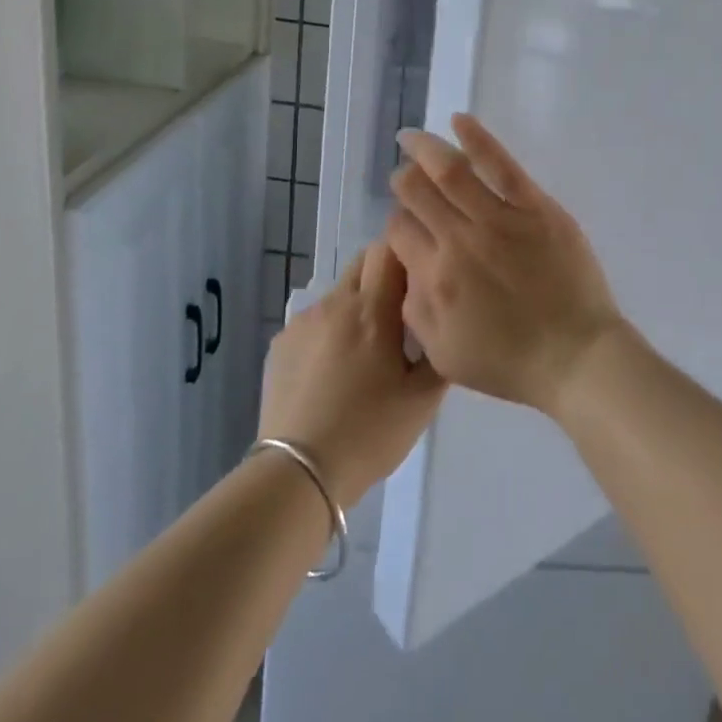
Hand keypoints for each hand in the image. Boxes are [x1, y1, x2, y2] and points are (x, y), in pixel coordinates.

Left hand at [258, 244, 443, 507]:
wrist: (298, 473)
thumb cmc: (370, 433)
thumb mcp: (423, 399)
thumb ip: (439, 351)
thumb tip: (441, 324)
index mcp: (372, 309)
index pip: (389, 248)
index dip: (408, 255)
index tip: (422, 280)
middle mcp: (334, 303)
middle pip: (363, 262)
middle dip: (385, 275)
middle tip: (400, 314)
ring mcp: (302, 322)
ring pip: (339, 293)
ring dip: (358, 306)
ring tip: (366, 352)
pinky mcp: (280, 343)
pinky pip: (315, 321)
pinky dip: (331, 331)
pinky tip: (333, 372)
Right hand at [386, 114, 627, 416]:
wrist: (575, 357)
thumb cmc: (510, 362)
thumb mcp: (443, 354)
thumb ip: (414, 308)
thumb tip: (407, 266)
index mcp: (434, 278)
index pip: (398, 231)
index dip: (396, 223)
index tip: (405, 224)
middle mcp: (459, 241)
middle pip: (416, 193)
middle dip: (403, 180)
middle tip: (404, 176)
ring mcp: (499, 219)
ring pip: (451, 171)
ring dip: (425, 149)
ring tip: (411, 138)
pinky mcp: (535, 207)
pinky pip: (501, 165)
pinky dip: (477, 139)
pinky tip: (459, 121)